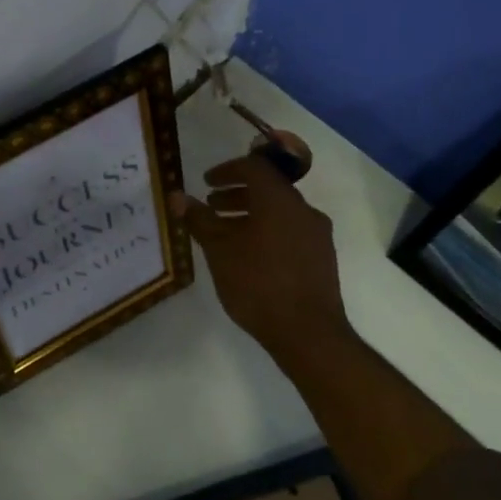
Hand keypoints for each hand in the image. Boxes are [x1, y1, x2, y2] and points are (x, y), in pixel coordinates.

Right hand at [172, 138, 352, 368]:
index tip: (206, 183)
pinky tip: (249, 257)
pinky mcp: (321, 258)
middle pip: (268, 189)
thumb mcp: (219, 251)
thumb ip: (200, 220)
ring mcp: (317, 235)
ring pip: (280, 213)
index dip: (227, 170)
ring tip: (225, 234)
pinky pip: (290, 232)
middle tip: (211, 206)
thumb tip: (178, 197)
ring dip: (251, 215)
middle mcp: (303, 210)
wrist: (308, 331)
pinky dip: (266, 232)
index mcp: (280, 201)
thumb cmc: (258, 284)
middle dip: (237, 195)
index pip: (254, 167)